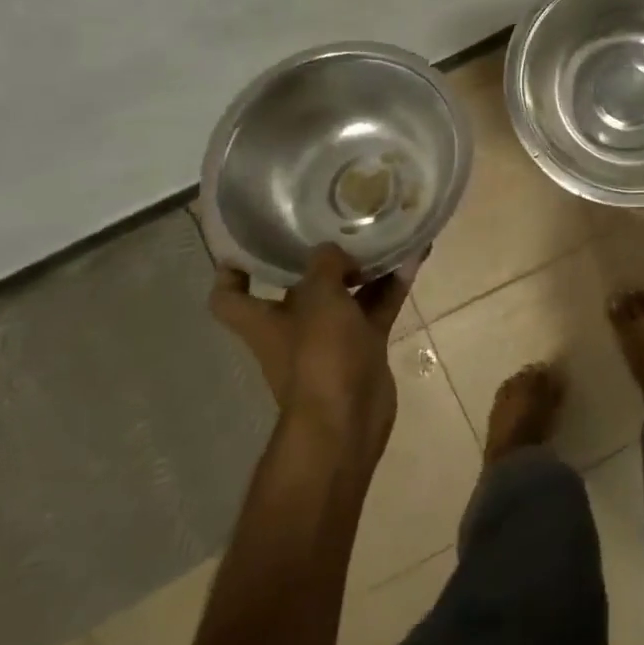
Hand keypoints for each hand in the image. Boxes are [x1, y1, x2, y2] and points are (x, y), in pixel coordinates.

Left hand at [210, 244, 418, 464]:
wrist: (348, 420)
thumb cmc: (319, 356)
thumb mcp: (318, 298)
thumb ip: (325, 265)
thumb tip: (333, 249)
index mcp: (264, 320)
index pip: (229, 297)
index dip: (232, 272)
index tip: (250, 244)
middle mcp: (293, 327)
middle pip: (299, 287)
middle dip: (319, 259)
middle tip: (337, 224)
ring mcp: (331, 339)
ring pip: (346, 294)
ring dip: (365, 268)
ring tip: (385, 232)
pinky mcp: (364, 347)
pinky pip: (377, 308)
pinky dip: (392, 286)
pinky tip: (413, 258)